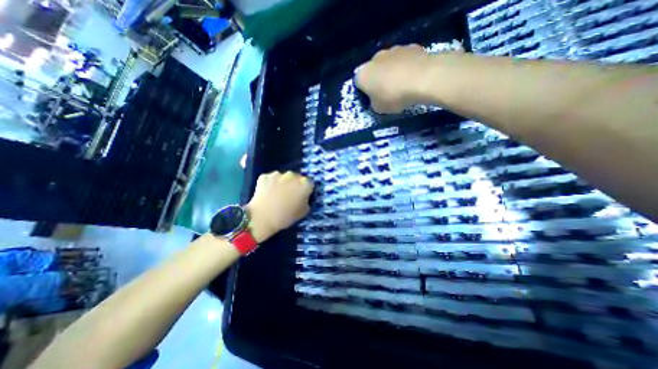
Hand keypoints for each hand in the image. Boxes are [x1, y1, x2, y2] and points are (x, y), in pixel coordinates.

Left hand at [244, 172, 312, 243]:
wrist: (262, 217)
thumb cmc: (286, 217)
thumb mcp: (303, 212)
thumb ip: (306, 202)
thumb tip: (304, 199)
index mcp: (304, 184)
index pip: (309, 183)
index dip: (306, 190)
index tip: (303, 197)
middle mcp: (293, 175)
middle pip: (296, 178)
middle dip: (294, 184)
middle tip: (289, 195)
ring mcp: (278, 174)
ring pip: (282, 177)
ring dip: (282, 183)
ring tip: (276, 194)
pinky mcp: (265, 176)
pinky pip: (270, 179)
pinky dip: (269, 184)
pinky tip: (266, 193)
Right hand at [355, 44, 432, 113]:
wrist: (422, 78)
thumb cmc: (394, 96)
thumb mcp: (379, 109)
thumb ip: (373, 103)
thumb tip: (376, 99)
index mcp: (363, 74)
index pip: (358, 83)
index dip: (364, 91)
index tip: (372, 99)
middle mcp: (374, 59)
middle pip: (373, 70)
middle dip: (377, 79)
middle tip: (386, 92)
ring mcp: (392, 50)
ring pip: (388, 63)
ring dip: (392, 72)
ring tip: (402, 85)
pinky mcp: (410, 46)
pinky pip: (403, 59)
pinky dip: (406, 67)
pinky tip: (413, 77)